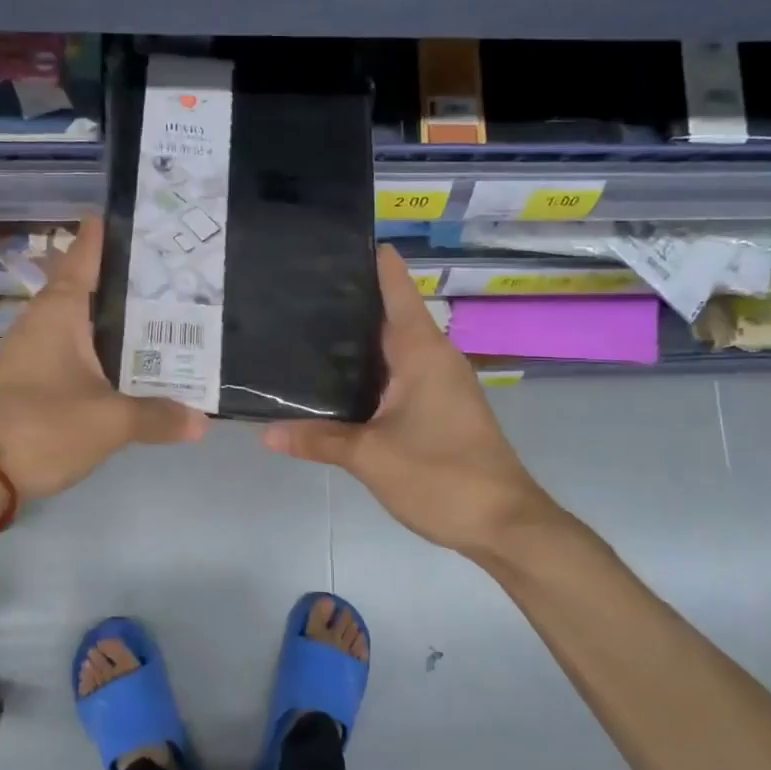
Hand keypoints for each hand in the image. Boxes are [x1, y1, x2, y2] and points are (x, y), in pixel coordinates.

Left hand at [0, 215, 206, 499]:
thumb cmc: (43, 427)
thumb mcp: (110, 421)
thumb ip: (158, 416)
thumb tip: (201, 421)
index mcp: (62, 310)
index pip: (87, 253)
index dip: (113, 232)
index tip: (147, 219)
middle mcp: (47, 320)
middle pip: (94, 285)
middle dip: (133, 279)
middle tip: (182, 273)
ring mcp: (38, 349)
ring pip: (88, 321)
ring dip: (122, 319)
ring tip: (171, 315)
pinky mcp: (36, 378)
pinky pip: (81, 351)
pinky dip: (109, 350)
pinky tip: (137, 363)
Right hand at [261, 244, 559, 556]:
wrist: (505, 525)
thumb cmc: (442, 477)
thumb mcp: (371, 458)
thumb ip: (318, 440)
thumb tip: (265, 432)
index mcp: (421, 350)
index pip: (394, 284)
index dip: (365, 258)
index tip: (323, 244)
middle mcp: (432, 356)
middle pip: (386, 311)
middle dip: (344, 300)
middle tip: (289, 289)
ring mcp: (438, 381)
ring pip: (390, 345)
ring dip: (354, 338)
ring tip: (299, 327)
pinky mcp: (437, 406)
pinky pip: (396, 373)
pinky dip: (366, 370)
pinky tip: (332, 380)